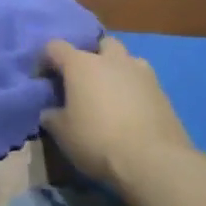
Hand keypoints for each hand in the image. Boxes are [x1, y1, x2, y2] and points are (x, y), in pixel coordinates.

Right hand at [40, 36, 192, 191]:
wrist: (153, 161)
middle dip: (91, 57)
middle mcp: (111, 59)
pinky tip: (132, 112)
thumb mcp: (63, 134)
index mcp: (81, 64)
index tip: (44, 79)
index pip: (55, 47)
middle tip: (85, 82)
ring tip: (112, 95)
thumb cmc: (98, 141)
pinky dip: (135, 90)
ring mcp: (141, 72)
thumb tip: (50, 111)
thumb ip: (53, 117)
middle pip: (99, 44)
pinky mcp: (162, 90)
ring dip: (117, 70)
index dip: (46, 60)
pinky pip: (143, 81)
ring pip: (126, 59)